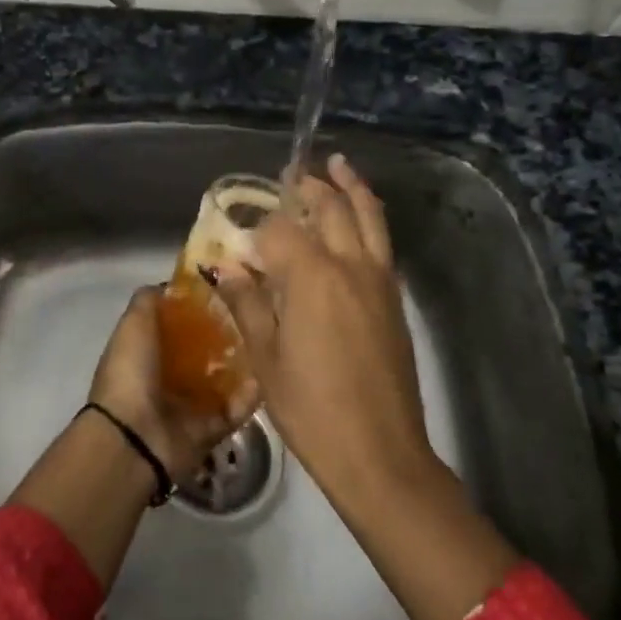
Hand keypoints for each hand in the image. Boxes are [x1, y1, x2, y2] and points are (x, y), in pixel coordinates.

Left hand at [87, 286, 257, 481]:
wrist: (134, 437)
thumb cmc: (131, 373)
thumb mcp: (133, 324)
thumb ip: (150, 301)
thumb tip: (171, 284)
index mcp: (149, 351)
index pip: (181, 324)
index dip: (202, 306)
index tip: (230, 287)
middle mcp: (170, 375)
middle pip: (207, 349)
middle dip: (230, 332)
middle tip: (258, 311)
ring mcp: (192, 403)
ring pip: (226, 377)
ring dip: (246, 361)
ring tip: (271, 337)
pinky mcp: (212, 427)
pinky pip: (238, 407)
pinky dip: (253, 393)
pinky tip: (271, 372)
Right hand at [211, 154, 518, 619]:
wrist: (380, 453)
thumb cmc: (311, 409)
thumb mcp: (265, 358)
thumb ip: (247, 303)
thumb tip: (225, 267)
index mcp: (312, 277)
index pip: (279, 230)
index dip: (256, 232)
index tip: (239, 244)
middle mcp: (351, 266)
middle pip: (331, 208)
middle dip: (310, 186)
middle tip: (294, 172)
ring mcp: (380, 281)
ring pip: (369, 218)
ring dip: (352, 189)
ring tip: (339, 166)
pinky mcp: (395, 301)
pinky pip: (382, 243)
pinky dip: (370, 220)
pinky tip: (358, 223)